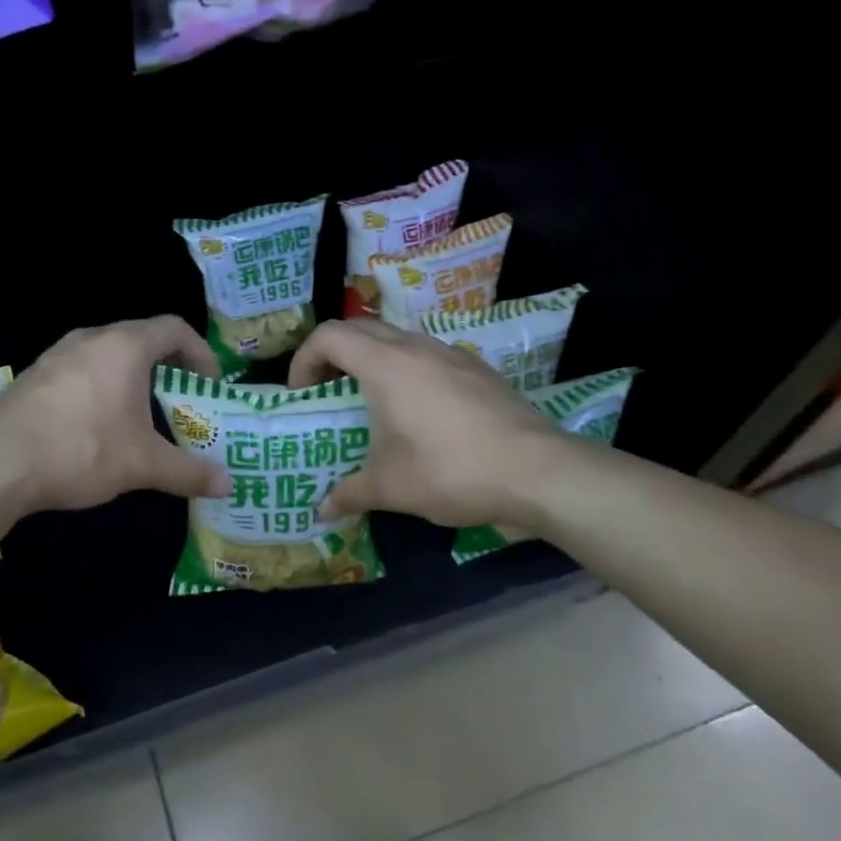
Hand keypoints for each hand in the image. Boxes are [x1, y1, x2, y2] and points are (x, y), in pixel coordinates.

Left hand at [0, 316, 232, 517]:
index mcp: (125, 346)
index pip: (175, 328)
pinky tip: (96, 425)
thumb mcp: (143, 464)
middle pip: (141, 338)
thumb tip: (227, 485)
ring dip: (131, 377)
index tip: (210, 384)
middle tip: (181, 400)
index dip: (201, 352)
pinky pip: (80, 371)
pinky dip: (101, 387)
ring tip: (141, 414)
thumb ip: (188, 471)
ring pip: (107, 354)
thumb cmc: (83, 449)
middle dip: (167, 367)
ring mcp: (57, 354)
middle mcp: (91, 338)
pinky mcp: (34, 376)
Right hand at [289, 320, 562, 526]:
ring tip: (370, 402)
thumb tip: (322, 511)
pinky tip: (418, 413)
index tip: (303, 396)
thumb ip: (349, 493)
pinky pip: (427, 355)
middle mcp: (416, 347)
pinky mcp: (477, 369)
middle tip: (327, 393)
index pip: (329, 336)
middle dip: (333, 356)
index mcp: (385, 364)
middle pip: (360, 329)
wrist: (537, 471)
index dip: (304, 360)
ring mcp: (451, 354)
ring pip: (397, 339)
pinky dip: (406, 370)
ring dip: (372, 360)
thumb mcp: (389, 488)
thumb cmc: (450, 471)